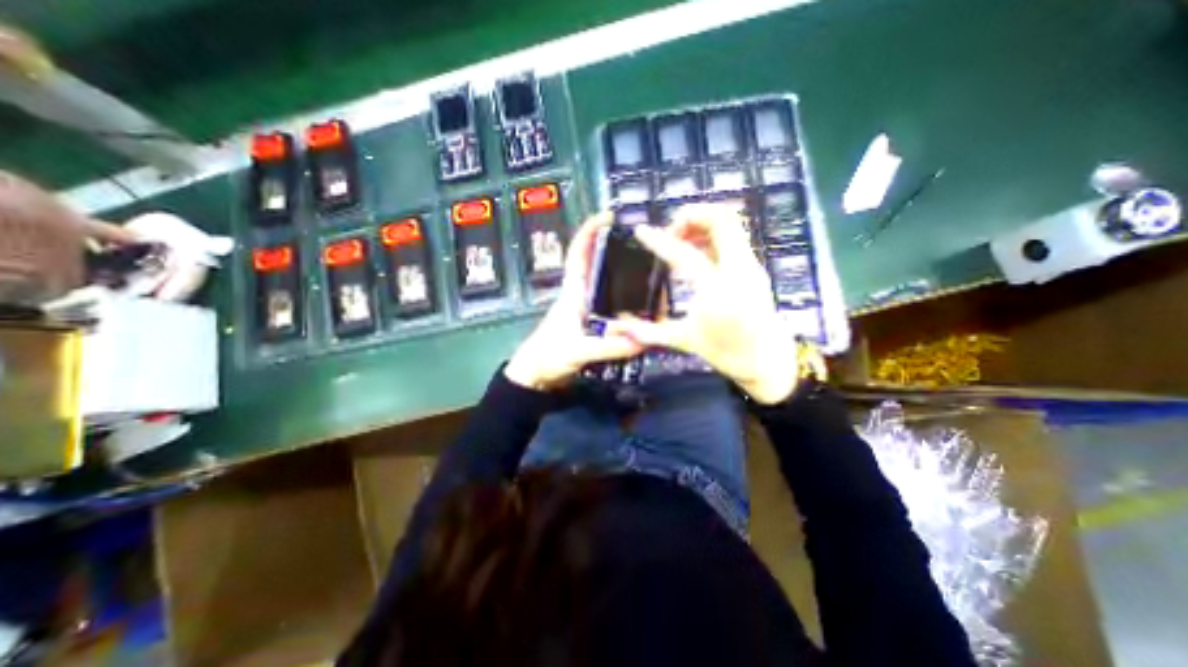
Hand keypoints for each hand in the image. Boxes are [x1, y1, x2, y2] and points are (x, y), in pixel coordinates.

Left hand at [505, 212, 646, 391]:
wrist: (537, 375)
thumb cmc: (549, 355)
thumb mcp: (577, 350)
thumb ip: (607, 347)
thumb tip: (642, 341)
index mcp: (573, 291)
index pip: (578, 253)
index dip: (589, 232)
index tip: (608, 216)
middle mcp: (582, 295)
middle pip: (599, 265)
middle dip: (619, 252)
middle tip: (648, 250)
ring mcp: (588, 309)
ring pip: (609, 285)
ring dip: (627, 278)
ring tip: (654, 279)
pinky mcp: (593, 324)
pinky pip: (614, 307)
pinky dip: (629, 304)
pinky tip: (645, 309)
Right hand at [612, 203, 795, 403]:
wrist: (767, 360)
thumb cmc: (726, 352)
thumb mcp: (684, 341)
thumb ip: (648, 332)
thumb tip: (619, 328)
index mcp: (717, 290)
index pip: (684, 254)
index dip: (658, 240)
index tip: (641, 231)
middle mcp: (738, 270)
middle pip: (721, 219)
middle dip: (691, 216)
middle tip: (670, 231)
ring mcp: (750, 265)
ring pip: (730, 223)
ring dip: (702, 223)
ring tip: (680, 240)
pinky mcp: (754, 266)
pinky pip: (733, 236)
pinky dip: (711, 233)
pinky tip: (696, 250)